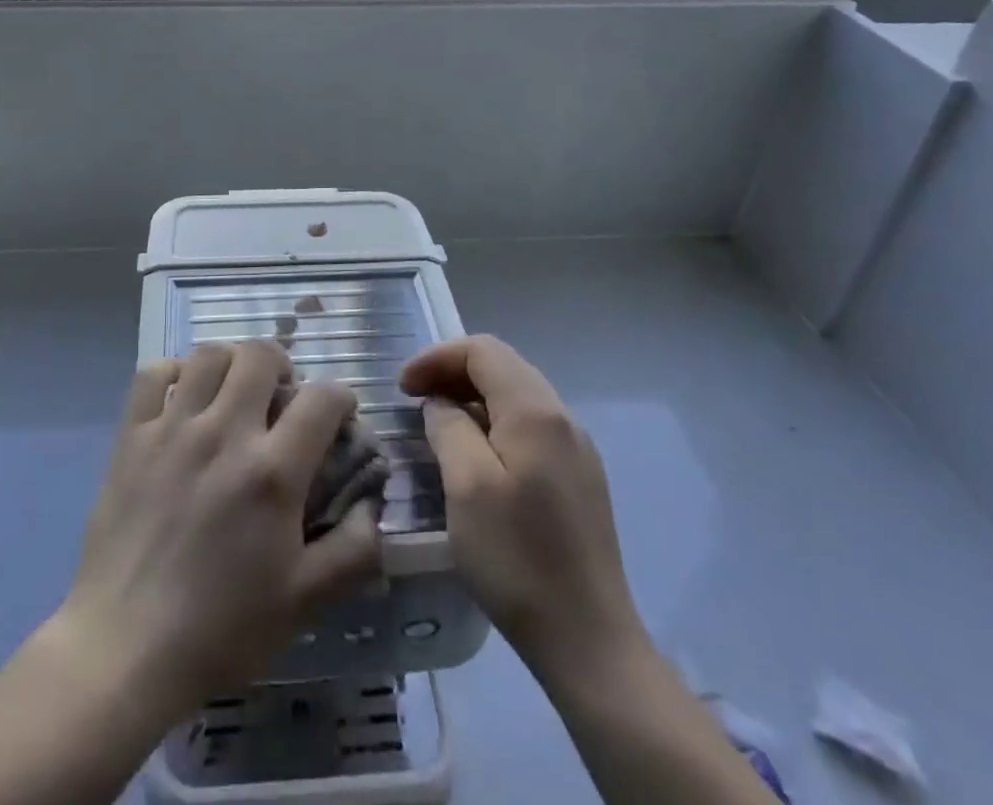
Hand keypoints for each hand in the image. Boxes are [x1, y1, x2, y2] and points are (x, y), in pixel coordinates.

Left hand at [54, 340, 383, 715]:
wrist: (125, 649)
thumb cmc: (221, 629)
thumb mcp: (305, 603)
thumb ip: (354, 549)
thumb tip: (371, 502)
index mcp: (272, 471)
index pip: (322, 398)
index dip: (341, 397)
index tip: (339, 416)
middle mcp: (224, 432)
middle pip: (261, 355)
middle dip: (283, 365)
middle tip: (283, 396)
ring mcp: (172, 428)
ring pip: (209, 355)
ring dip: (231, 363)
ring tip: (235, 391)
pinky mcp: (131, 436)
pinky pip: (152, 374)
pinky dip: (174, 372)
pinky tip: (183, 397)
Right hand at [399, 335, 646, 677]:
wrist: (589, 641)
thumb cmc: (517, 559)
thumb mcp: (466, 486)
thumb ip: (448, 428)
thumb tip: (442, 405)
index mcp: (536, 411)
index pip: (482, 350)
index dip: (436, 358)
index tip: (403, 387)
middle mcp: (563, 418)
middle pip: (502, 367)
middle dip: (453, 372)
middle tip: (414, 399)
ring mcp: (577, 449)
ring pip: (517, 396)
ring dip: (473, 397)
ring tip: (438, 424)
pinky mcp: (580, 478)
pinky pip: (531, 427)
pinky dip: (495, 422)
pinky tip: (476, 456)